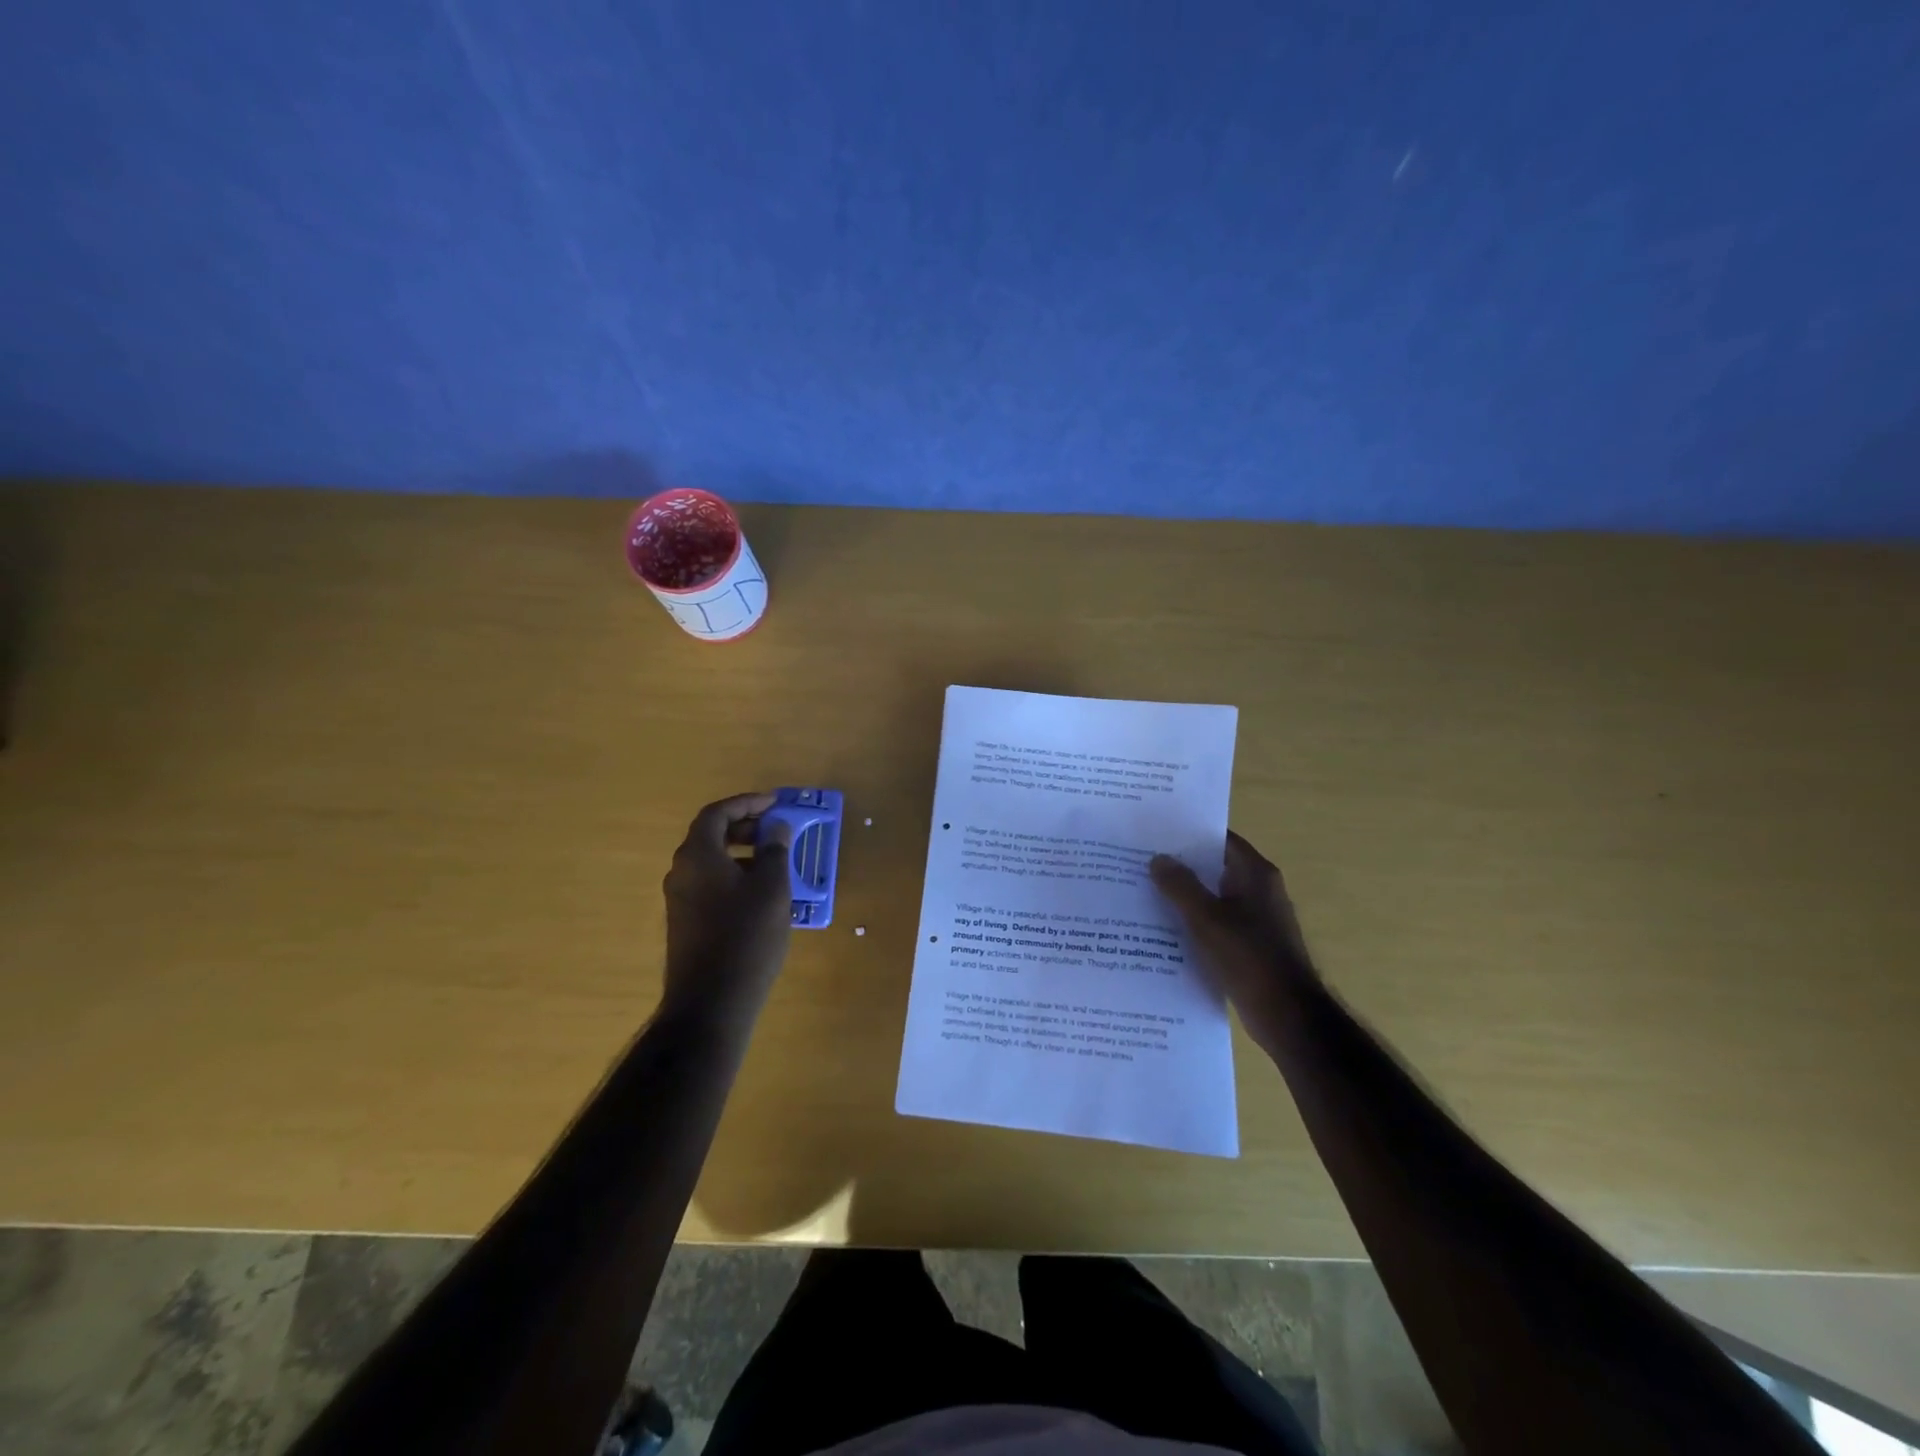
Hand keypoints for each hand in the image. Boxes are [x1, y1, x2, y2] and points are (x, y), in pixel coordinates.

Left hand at [661, 793, 794, 1022]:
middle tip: (776, 830)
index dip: (747, 803)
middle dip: (745, 827)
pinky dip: (735, 877)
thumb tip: (775, 828)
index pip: (717, 813)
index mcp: (698, 855)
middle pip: (711, 835)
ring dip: (742, 854)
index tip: (775, 803)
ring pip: (712, 862)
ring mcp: (680, 900)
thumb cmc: (746, 935)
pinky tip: (762, 896)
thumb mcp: (771, 887)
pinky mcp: (686, 923)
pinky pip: (711, 885)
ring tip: (776, 863)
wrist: (711, 1002)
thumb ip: (774, 850)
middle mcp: (681, 872)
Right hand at [1150, 831, 1318, 1044]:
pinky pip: (1217, 923)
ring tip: (1145, 892)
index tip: (1155, 833)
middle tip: (1141, 862)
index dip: (1189, 834)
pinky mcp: (1251, 945)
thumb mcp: (1206, 918)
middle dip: (1181, 866)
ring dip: (1186, 897)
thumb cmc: (1249, 957)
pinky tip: (1165, 929)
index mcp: (1256, 874)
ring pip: (1214, 897)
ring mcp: (1258, 919)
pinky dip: (1195, 922)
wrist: (1287, 1015)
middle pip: (1215, 867)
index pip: (1220, 839)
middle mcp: (1260, 890)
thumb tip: (1158, 858)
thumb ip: (1180, 885)